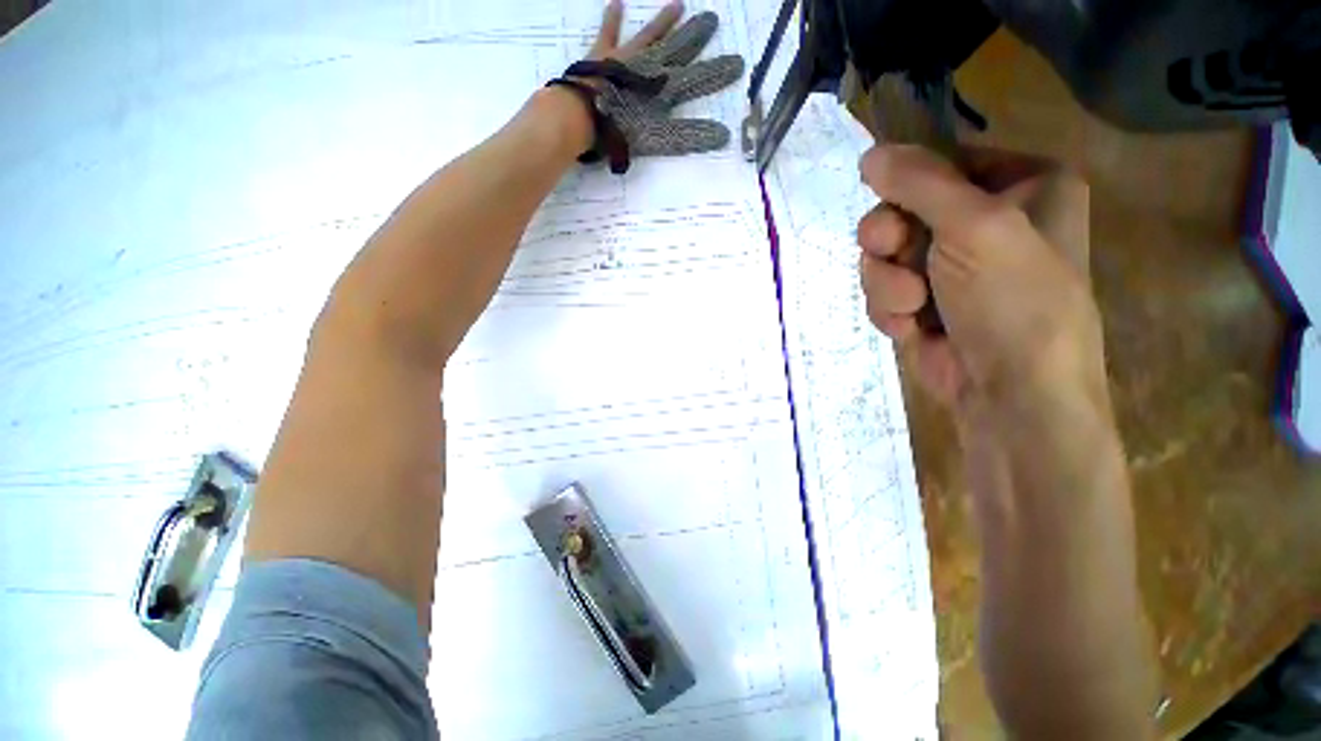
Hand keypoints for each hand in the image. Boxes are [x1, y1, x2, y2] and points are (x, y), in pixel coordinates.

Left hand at [580, 1, 744, 156]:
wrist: (585, 114)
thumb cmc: (621, 128)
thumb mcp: (659, 137)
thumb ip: (688, 136)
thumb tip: (723, 137)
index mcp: (664, 88)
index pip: (697, 79)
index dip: (716, 73)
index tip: (737, 63)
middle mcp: (650, 66)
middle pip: (677, 48)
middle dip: (695, 37)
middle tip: (712, 18)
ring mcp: (627, 57)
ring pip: (651, 35)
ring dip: (665, 21)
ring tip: (679, 5)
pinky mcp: (603, 54)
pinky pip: (610, 32)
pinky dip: (612, 18)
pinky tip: (616, 2)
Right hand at [857, 145, 1099, 415]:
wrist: (1009, 392)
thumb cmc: (1013, 299)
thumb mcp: (975, 225)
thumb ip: (921, 182)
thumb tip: (869, 155)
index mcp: (1021, 186)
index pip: (942, 162)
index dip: (908, 182)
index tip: (889, 199)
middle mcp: (984, 222)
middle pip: (901, 210)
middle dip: (888, 239)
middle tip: (896, 253)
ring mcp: (947, 266)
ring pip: (882, 255)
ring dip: (887, 282)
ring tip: (914, 306)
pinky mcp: (921, 302)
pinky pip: (881, 290)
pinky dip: (889, 308)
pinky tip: (912, 327)